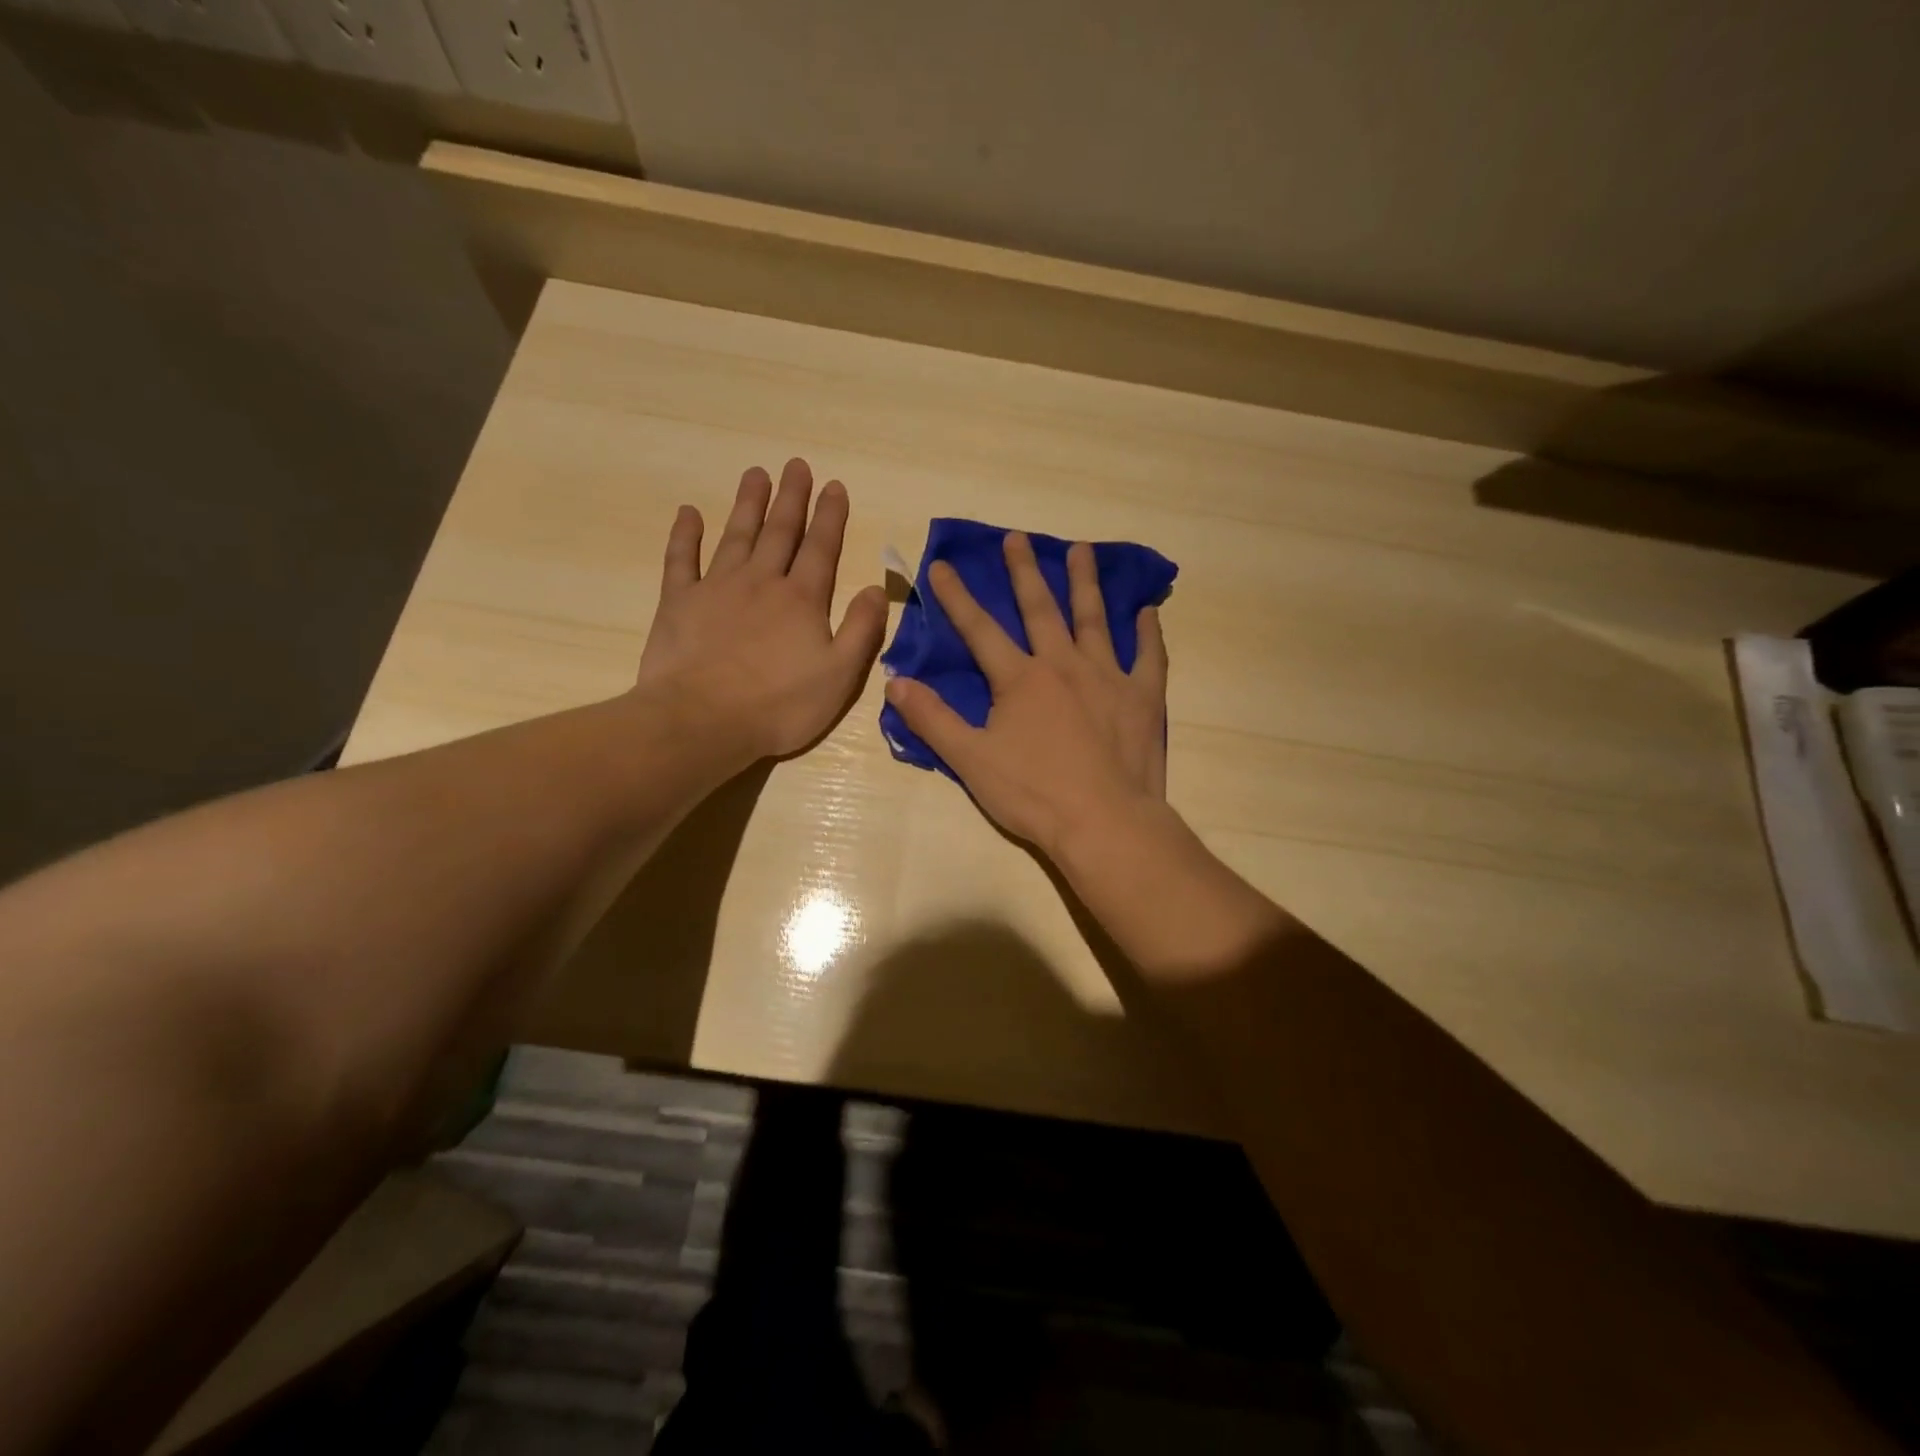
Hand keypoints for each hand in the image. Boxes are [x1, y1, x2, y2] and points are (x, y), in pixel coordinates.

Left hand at [634, 459, 887, 761]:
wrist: (703, 720)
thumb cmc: (779, 705)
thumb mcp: (839, 675)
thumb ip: (862, 630)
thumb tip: (874, 588)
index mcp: (802, 599)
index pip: (821, 548)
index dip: (830, 516)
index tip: (834, 485)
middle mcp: (762, 582)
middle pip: (780, 532)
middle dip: (791, 498)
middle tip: (796, 465)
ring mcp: (717, 588)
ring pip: (736, 535)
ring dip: (748, 504)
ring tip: (756, 473)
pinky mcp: (679, 602)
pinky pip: (682, 559)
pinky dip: (685, 534)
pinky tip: (689, 512)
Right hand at [884, 531, 1168, 858]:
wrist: (1104, 823)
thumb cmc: (1033, 794)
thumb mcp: (970, 760)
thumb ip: (932, 719)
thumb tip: (895, 682)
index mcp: (1021, 679)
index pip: (980, 629)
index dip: (957, 597)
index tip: (942, 564)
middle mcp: (1064, 665)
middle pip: (1041, 609)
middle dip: (1024, 572)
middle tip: (1018, 538)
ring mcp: (1108, 677)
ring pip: (1095, 619)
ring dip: (1086, 583)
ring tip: (1082, 550)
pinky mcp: (1142, 698)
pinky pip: (1149, 657)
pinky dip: (1148, 633)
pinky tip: (1147, 611)